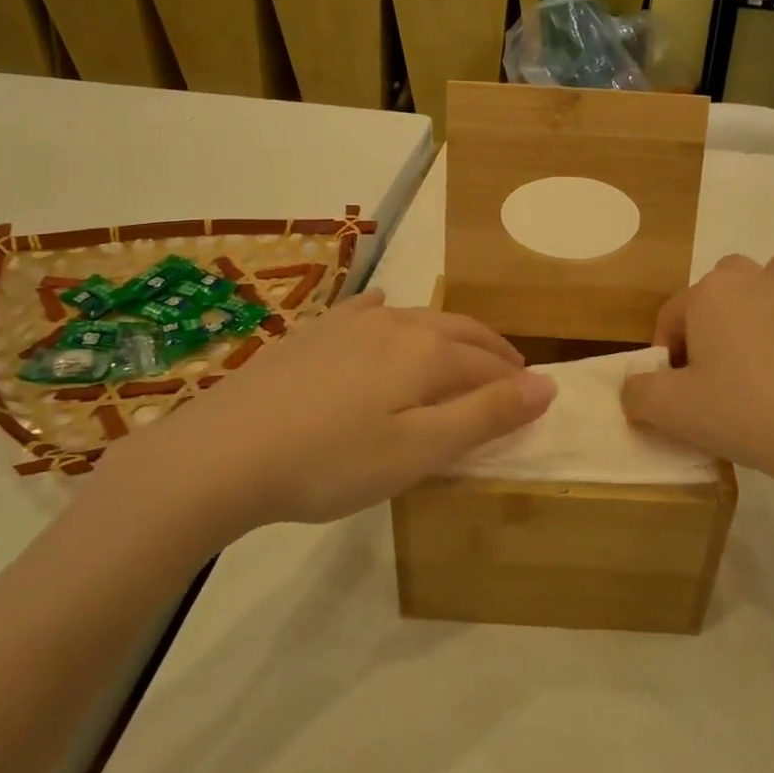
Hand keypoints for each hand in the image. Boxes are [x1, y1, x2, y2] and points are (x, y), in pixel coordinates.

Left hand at [99, 292, 554, 542]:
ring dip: (447, 334)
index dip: (514, 380)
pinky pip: (363, 310)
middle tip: (510, 369)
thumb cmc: (332, 462)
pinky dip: (387, 312)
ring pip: (416, 318)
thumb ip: (487, 415)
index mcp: (427, 353)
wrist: (224, 452)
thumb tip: (549, 384)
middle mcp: (395, 324)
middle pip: (458, 331)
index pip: (487, 363)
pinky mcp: (312, 332)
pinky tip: (382, 310)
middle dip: (490, 349)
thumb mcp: (420, 450)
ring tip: (458, 350)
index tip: (534, 395)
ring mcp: (349, 323)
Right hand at [620, 254, 773, 514]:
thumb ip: (637, 392)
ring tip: (767, 354)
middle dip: (715, 320)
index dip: (668, 353)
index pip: (673, 315)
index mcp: (711, 292)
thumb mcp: (672, 412)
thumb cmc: (746, 413)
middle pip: (722, 288)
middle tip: (719, 371)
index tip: (677, 391)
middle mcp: (758, 277)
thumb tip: (634, 387)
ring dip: (768, 305)